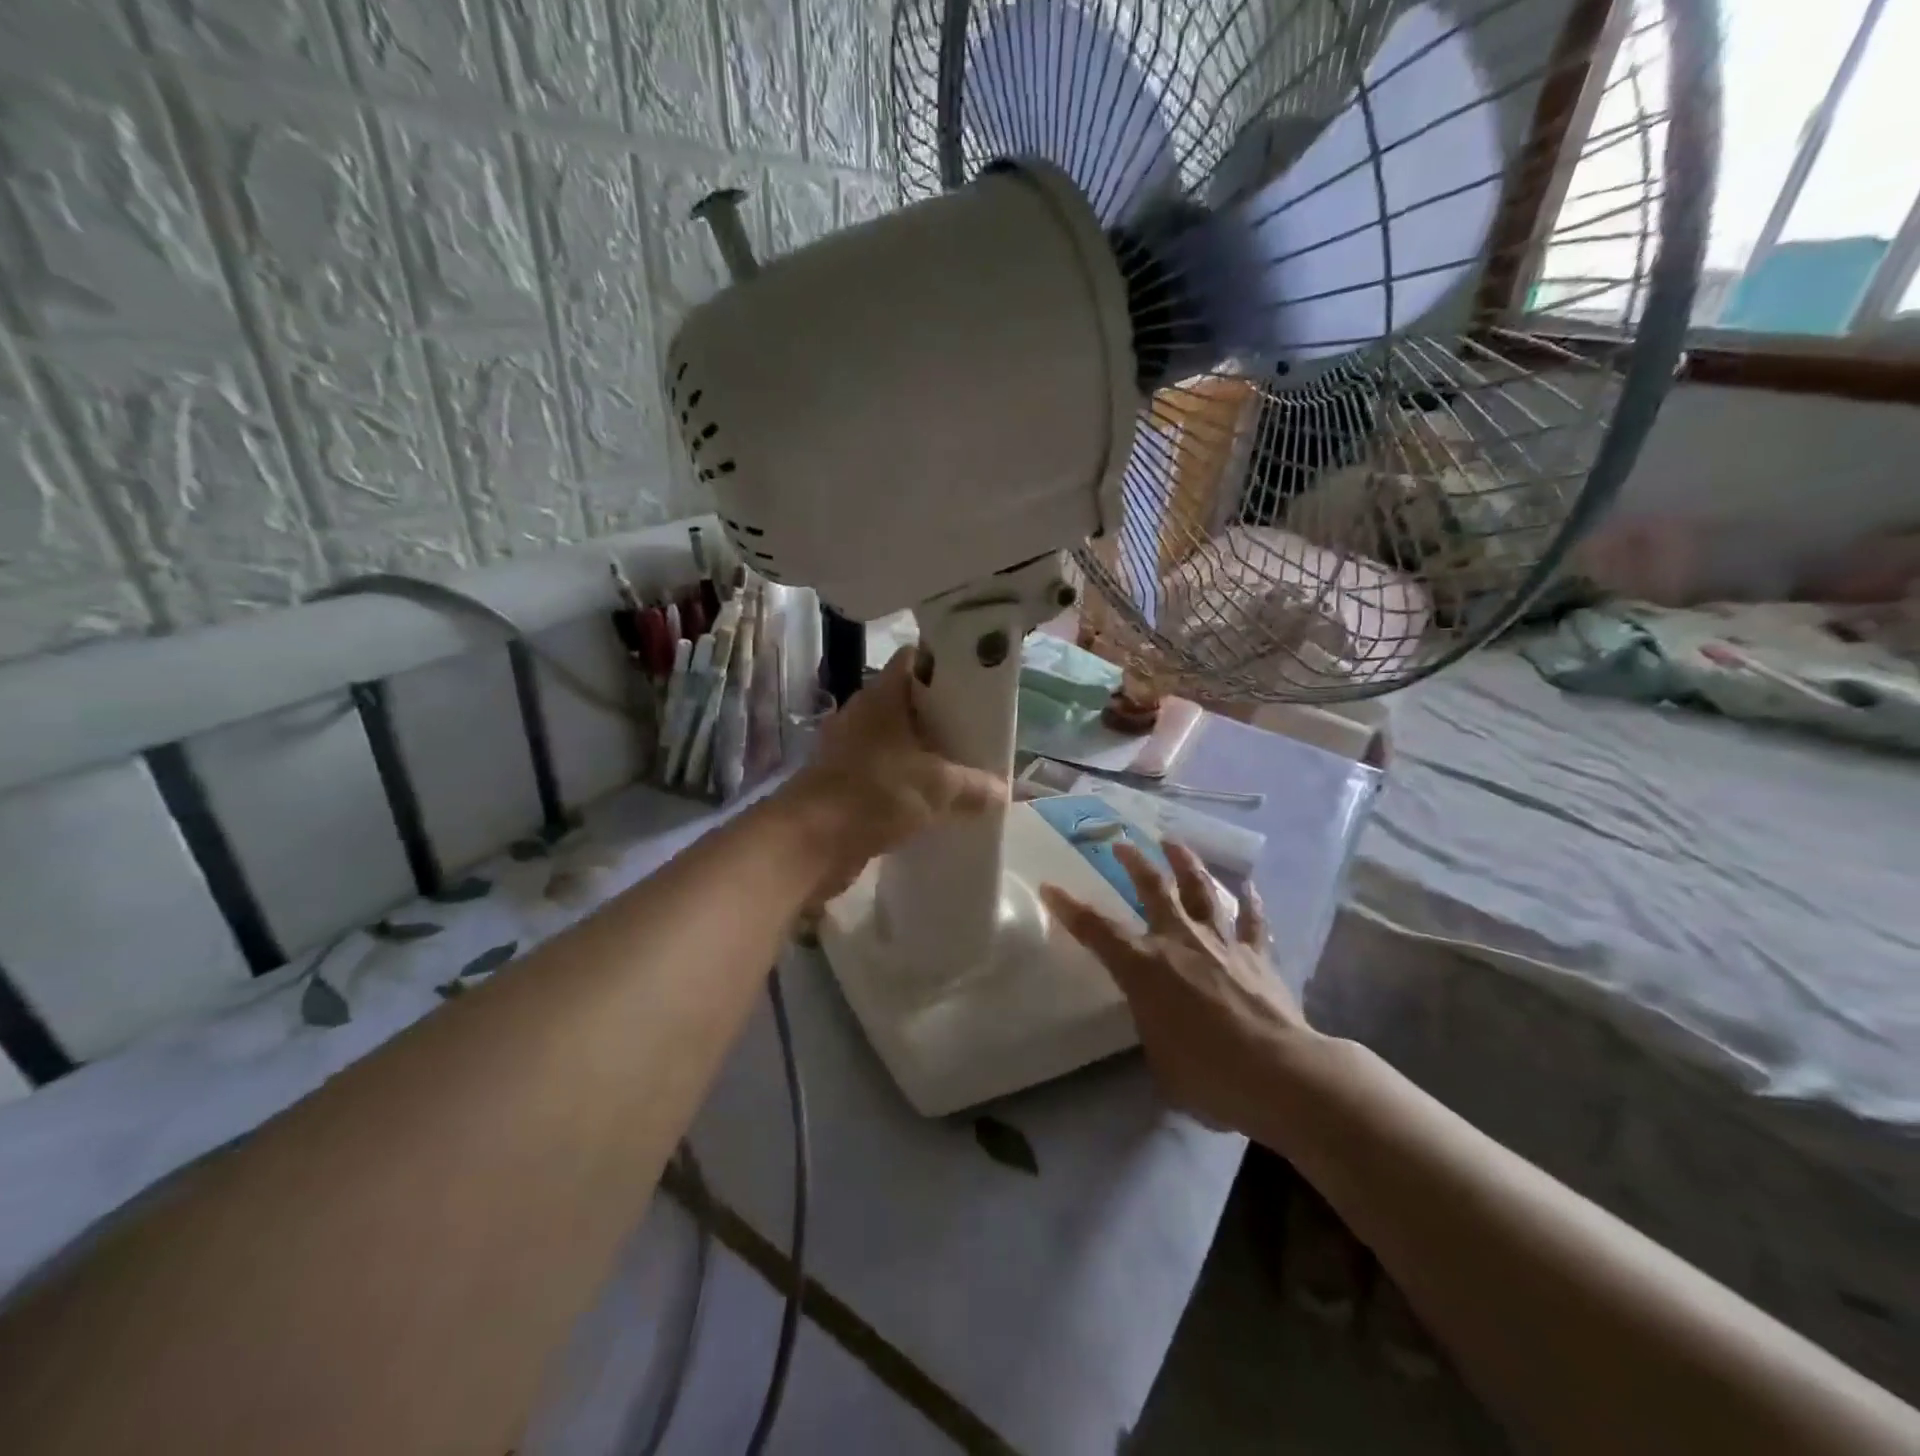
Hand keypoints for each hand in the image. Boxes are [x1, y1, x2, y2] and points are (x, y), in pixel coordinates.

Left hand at [779, 648, 1006, 902]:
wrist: (809, 842)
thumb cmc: (875, 794)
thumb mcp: (938, 787)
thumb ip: (975, 786)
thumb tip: (1004, 791)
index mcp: (883, 697)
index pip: (916, 660)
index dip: (946, 664)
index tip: (976, 681)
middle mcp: (863, 715)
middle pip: (909, 703)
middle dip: (942, 717)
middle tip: (977, 730)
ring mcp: (849, 749)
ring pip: (896, 741)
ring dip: (924, 754)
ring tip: (962, 767)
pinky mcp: (843, 782)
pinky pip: (884, 773)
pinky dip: (906, 782)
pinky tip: (932, 800)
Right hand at [1040, 840, 1311, 1133]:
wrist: (1279, 1073)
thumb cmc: (1207, 1075)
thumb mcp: (1159, 1059)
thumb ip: (1153, 1028)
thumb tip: (1159, 1023)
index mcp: (1144, 967)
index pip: (1096, 930)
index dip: (1069, 908)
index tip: (1050, 887)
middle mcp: (1179, 941)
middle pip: (1153, 888)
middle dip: (1134, 862)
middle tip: (1122, 843)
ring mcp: (1221, 942)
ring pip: (1200, 889)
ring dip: (1186, 862)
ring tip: (1174, 843)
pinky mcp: (1257, 954)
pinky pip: (1252, 919)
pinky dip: (1250, 901)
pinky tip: (1250, 886)